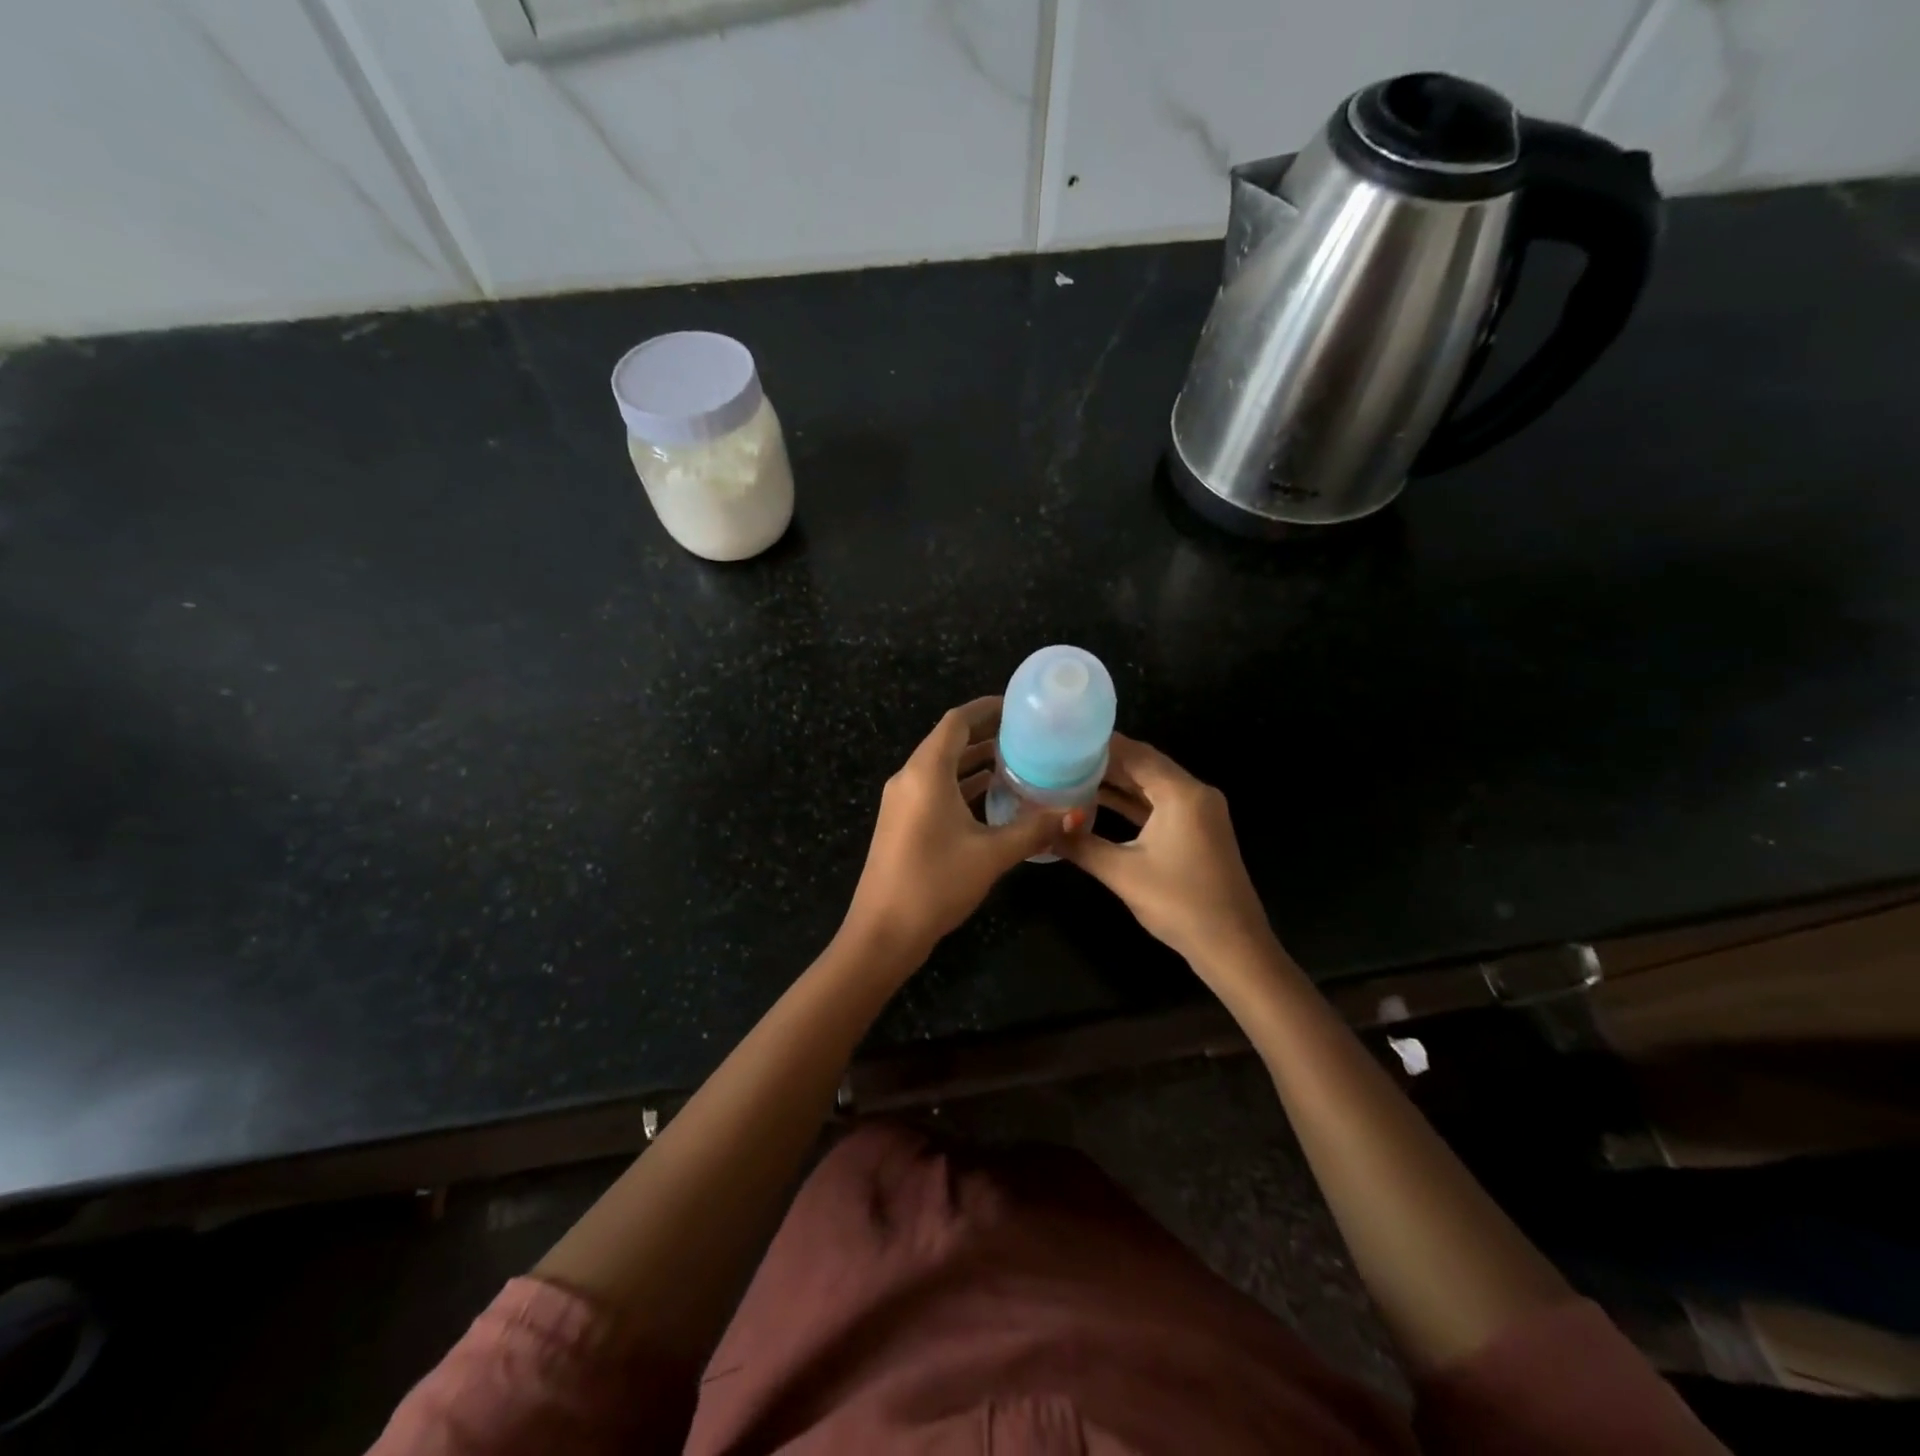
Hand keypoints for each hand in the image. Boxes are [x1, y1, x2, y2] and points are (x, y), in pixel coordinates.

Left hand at [842, 697, 1070, 965]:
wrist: (883, 932)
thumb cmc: (936, 883)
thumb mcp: (991, 854)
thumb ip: (1034, 829)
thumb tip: (1075, 813)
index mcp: (925, 773)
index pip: (956, 722)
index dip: (986, 708)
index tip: (1019, 707)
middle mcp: (909, 778)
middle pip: (948, 741)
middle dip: (986, 734)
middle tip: (1028, 735)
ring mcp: (902, 801)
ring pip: (942, 767)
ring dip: (975, 762)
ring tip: (1018, 761)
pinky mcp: (902, 823)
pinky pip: (935, 789)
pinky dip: (962, 785)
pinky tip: (993, 798)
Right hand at [1057, 734, 1273, 974]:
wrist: (1232, 947)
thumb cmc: (1179, 904)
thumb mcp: (1122, 873)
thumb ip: (1081, 845)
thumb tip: (1044, 829)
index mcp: (1181, 793)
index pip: (1135, 754)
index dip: (1099, 744)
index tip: (1064, 737)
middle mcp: (1195, 793)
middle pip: (1144, 765)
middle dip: (1105, 761)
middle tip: (1061, 755)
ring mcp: (1199, 812)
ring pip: (1151, 785)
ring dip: (1117, 782)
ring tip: (1072, 774)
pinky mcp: (1197, 831)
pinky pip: (1160, 804)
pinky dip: (1132, 802)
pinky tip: (1099, 802)